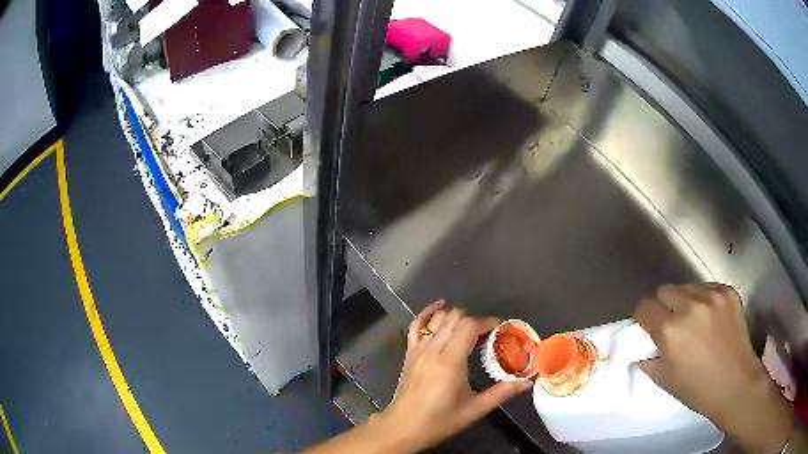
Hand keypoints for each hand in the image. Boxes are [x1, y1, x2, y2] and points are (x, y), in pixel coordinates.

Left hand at [374, 301, 531, 451]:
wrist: (403, 428)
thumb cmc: (440, 421)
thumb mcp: (475, 409)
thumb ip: (502, 393)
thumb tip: (527, 382)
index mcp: (450, 361)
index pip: (470, 326)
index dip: (488, 322)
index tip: (501, 329)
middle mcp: (433, 350)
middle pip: (455, 318)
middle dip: (475, 320)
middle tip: (488, 336)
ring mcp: (418, 350)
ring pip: (438, 319)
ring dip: (456, 318)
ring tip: (470, 330)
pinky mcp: (409, 354)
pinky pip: (416, 326)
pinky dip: (427, 313)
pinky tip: (439, 307)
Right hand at [635, 284, 792, 452]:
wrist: (736, 383)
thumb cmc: (698, 389)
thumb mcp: (665, 380)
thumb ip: (649, 359)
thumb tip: (643, 348)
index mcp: (671, 330)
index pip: (645, 307)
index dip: (642, 317)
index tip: (645, 326)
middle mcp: (690, 305)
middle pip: (663, 290)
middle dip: (660, 305)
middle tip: (667, 322)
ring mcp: (712, 295)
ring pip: (685, 287)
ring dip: (682, 301)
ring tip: (690, 319)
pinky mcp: (728, 292)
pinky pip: (706, 288)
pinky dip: (702, 299)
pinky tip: (708, 317)